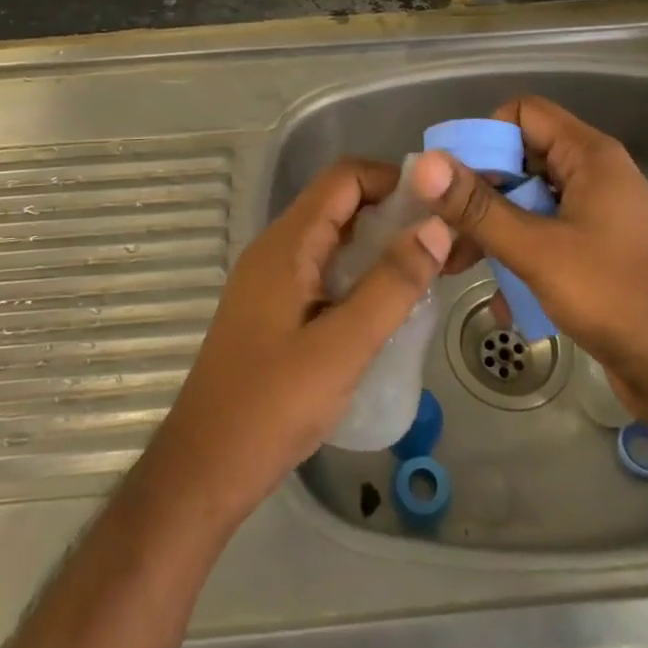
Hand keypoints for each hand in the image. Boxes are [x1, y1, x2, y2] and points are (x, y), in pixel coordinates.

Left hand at [145, 159, 453, 523]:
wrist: (204, 469)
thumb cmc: (272, 405)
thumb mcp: (344, 346)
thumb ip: (392, 284)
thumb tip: (437, 227)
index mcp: (287, 244)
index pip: (343, 178)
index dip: (391, 180)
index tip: (438, 206)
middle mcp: (276, 249)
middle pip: (339, 204)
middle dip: (392, 212)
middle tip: (443, 242)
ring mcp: (271, 280)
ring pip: (333, 239)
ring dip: (378, 245)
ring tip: (427, 271)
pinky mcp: (274, 309)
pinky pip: (323, 270)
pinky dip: (359, 273)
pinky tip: (388, 306)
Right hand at [409, 97, 647, 397]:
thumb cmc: (615, 297)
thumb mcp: (537, 250)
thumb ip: (478, 207)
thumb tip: (424, 164)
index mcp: (589, 156)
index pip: (523, 113)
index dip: (484, 137)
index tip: (453, 180)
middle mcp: (594, 176)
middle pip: (521, 159)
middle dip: (479, 194)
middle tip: (443, 230)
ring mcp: (598, 216)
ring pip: (529, 203)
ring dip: (493, 232)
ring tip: (457, 268)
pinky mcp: (597, 252)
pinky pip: (546, 238)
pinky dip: (520, 258)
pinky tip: (502, 302)